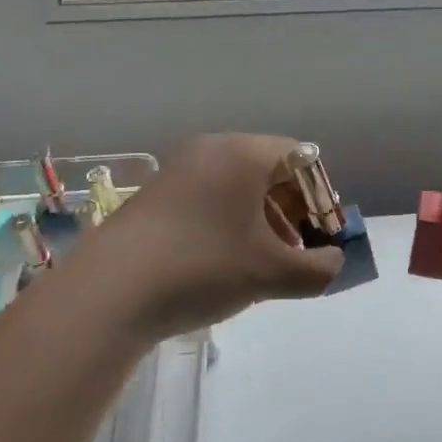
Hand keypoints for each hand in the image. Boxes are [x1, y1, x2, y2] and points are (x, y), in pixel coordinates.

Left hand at [54, 134, 343, 344]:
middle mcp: (211, 149)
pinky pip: (208, 198)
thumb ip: (317, 269)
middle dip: (292, 210)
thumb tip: (334, 263)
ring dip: (261, 220)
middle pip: (269, 170)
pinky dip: (228, 223)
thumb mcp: (270, 273)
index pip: (301, 157)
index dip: (320, 195)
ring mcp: (178, 171)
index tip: (321, 234)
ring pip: (237, 187)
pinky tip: (223, 264)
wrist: (107, 292)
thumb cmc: (202, 267)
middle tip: (297, 251)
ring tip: (263, 264)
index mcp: (243, 153)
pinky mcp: (154, 196)